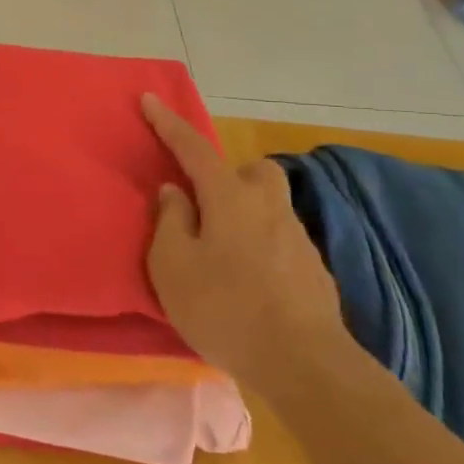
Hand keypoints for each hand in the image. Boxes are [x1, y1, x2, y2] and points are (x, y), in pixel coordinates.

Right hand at [141, 94, 356, 401]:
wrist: (305, 365)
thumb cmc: (225, 308)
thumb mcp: (173, 266)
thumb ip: (170, 221)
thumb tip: (175, 192)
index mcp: (230, 198)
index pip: (194, 148)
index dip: (168, 123)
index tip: (149, 99)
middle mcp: (268, 207)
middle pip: (252, 171)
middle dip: (228, 175)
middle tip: (205, 204)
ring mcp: (297, 237)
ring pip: (268, 205)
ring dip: (243, 213)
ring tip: (221, 252)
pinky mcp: (313, 269)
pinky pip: (278, 238)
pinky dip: (259, 245)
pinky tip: (247, 281)